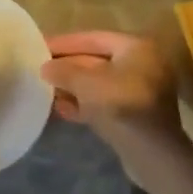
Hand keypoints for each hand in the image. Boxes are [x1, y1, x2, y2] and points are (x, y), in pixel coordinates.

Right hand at [42, 31, 178, 136]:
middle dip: (67, 67)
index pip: (92, 38)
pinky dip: (85, 104)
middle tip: (40, 70)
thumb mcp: (86, 83)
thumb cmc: (121, 106)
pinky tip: (61, 110)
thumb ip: (63, 71)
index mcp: (135, 48)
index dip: (64, 43)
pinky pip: (105, 102)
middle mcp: (142, 65)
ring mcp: (141, 92)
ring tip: (46, 91)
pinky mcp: (136, 115)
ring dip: (73, 87)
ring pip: (99, 84)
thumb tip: (46, 67)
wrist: (152, 155)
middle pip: (96, 61)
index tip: (39, 46)